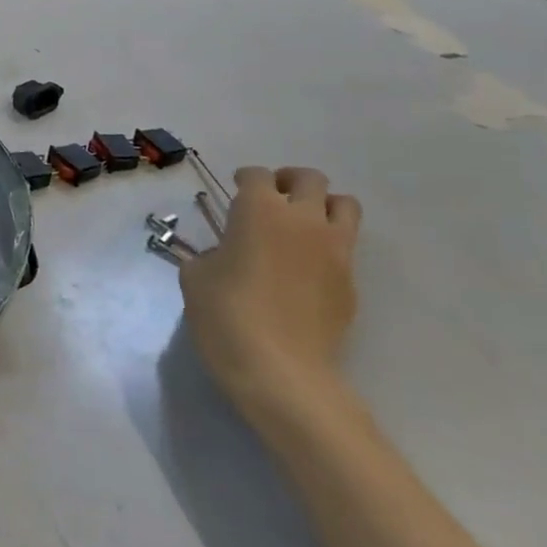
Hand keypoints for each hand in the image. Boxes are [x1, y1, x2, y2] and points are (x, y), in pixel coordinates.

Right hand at [177, 166, 361, 421]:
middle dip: (289, 182)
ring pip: (344, 206)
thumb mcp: (195, 277)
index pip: (256, 175)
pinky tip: (306, 271)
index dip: (244, 179)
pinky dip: (329, 247)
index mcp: (259, 210)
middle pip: (310, 179)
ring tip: (302, 225)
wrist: (281, 371)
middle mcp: (302, 219)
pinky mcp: (351, 283)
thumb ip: (210, 254)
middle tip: (272, 200)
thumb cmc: (226, 315)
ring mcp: (334, 251)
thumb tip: (224, 255)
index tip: (235, 191)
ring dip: (323, 207)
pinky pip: (345, 248)